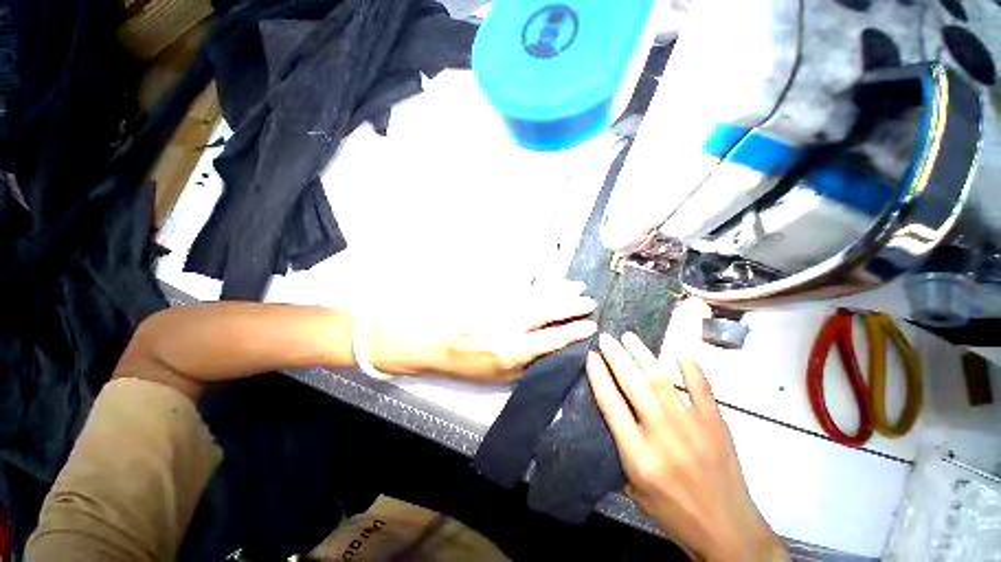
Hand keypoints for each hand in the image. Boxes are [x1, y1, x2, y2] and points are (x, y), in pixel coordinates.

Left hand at [368, 281, 597, 381]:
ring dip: (559, 291)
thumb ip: (525, 366)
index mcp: (511, 351)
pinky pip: (521, 288)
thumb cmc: (463, 364)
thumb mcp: (496, 377)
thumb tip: (550, 353)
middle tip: (588, 302)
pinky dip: (539, 285)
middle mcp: (509, 326)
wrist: (431, 341)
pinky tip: (549, 282)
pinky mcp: (492, 295)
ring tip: (576, 287)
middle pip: (548, 312)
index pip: (551, 339)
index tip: (589, 327)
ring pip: (537, 296)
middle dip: (571, 306)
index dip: (573, 332)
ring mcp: (501, 307)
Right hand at [587, 332, 785, 561]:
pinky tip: (678, 353)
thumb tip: (611, 409)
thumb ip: (620, 447)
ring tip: (628, 337)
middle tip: (606, 338)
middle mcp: (662, 436)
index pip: (611, 405)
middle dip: (616, 357)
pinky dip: (690, 368)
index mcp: (637, 456)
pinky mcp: (717, 424)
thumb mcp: (633, 487)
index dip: (598, 376)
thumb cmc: (673, 512)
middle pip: (633, 385)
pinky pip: (702, 389)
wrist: (727, 532)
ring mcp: (692, 427)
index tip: (591, 356)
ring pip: (661, 381)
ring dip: (642, 355)